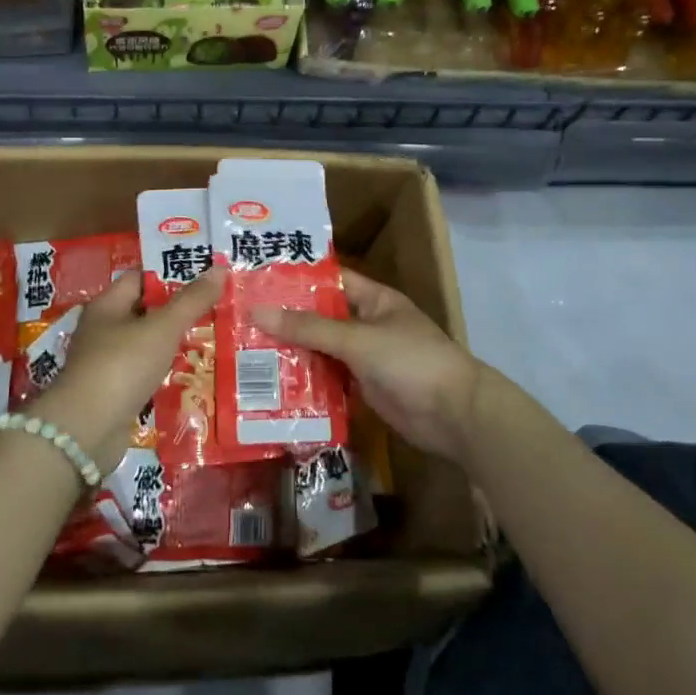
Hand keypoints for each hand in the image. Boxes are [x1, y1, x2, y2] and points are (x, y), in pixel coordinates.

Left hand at [31, 267, 224, 471]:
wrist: (87, 431)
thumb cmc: (122, 365)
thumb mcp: (162, 328)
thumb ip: (191, 300)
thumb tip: (219, 268)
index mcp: (106, 305)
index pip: (140, 279)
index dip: (169, 276)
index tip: (202, 280)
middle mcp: (102, 330)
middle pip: (144, 311)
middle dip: (176, 311)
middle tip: (214, 310)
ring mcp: (105, 363)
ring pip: (145, 344)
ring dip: (171, 344)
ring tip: (209, 340)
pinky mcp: (112, 393)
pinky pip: (144, 373)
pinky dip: (163, 372)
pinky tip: (189, 374)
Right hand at [254, 268, 484, 463]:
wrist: (455, 415)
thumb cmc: (410, 361)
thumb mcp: (357, 339)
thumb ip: (309, 328)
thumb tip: (257, 311)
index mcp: (373, 300)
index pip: (329, 280)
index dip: (296, 279)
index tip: (257, 281)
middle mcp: (367, 324)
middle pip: (321, 317)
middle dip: (287, 319)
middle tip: (241, 319)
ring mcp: (366, 358)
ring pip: (322, 349)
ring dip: (293, 352)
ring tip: (246, 350)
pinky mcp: (364, 388)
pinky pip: (329, 379)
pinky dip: (307, 380)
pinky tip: (274, 384)